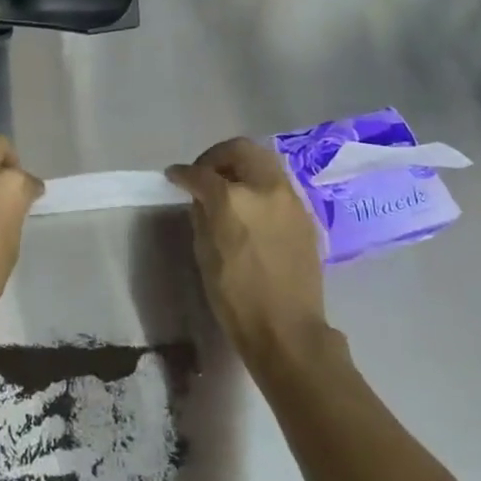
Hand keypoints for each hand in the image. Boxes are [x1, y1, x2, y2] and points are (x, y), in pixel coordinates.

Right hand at [167, 138, 329, 362]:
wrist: (287, 330)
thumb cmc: (236, 297)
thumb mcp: (205, 253)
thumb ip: (202, 215)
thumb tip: (201, 196)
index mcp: (233, 199)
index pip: (201, 173)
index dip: (182, 173)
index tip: (174, 177)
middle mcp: (265, 189)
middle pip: (241, 150)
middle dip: (217, 157)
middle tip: (204, 174)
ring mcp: (290, 199)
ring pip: (264, 161)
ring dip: (242, 166)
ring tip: (228, 187)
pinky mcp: (305, 215)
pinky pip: (278, 184)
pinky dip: (260, 184)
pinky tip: (251, 207)